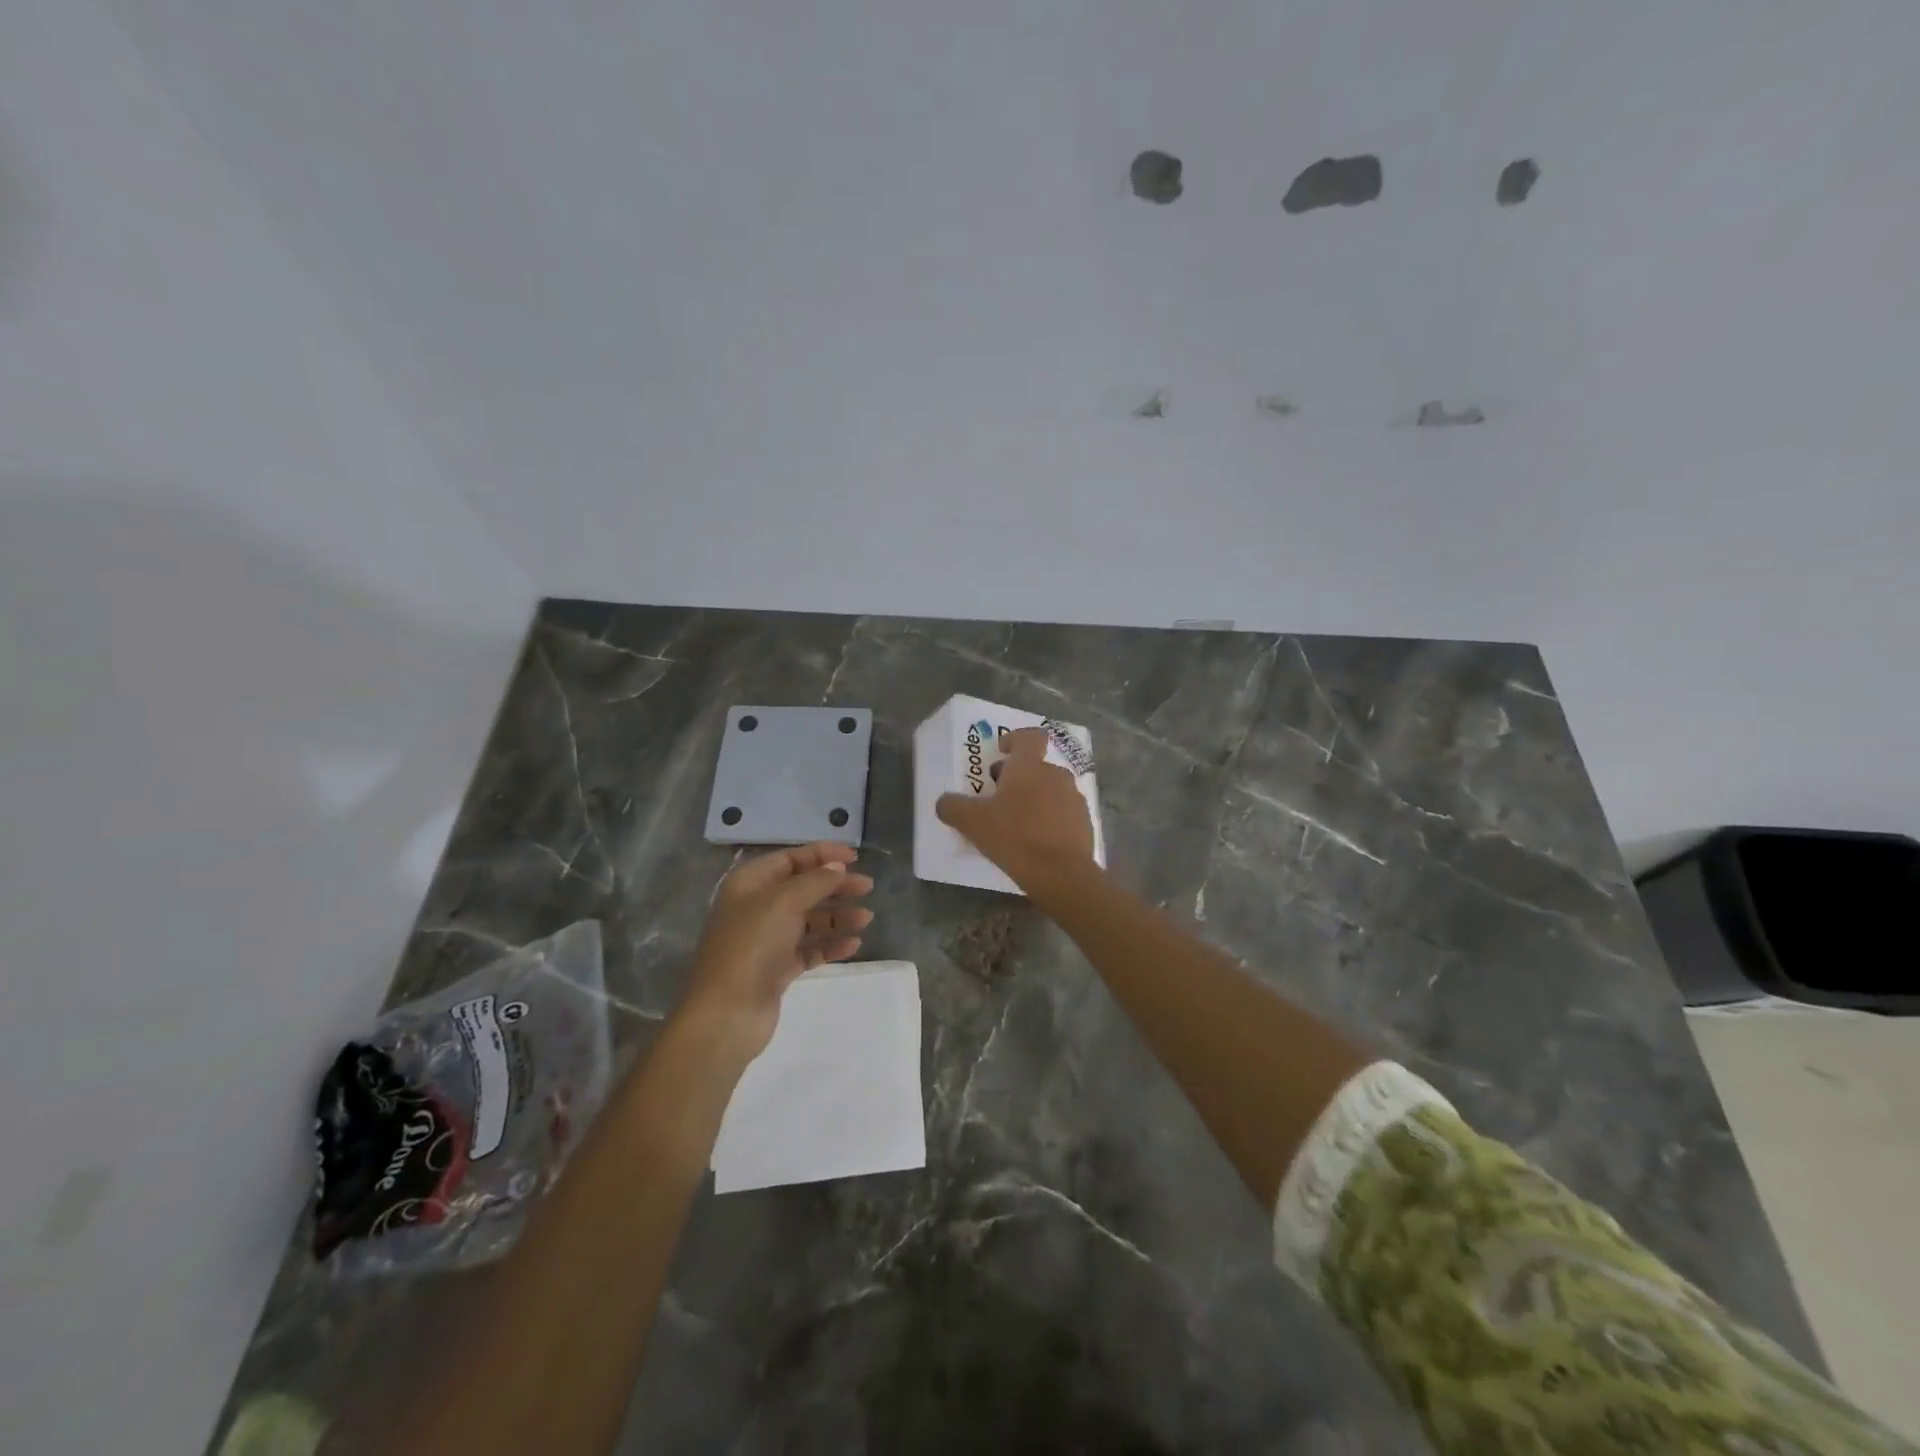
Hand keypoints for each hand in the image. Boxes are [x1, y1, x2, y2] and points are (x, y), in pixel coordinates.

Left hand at [676, 842, 874, 1063]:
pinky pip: (809, 949)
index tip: (855, 857)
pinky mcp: (776, 969)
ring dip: (838, 917)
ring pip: (809, 920)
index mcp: (750, 883)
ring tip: (866, 919)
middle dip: (835, 886)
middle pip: (803, 888)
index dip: (822, 855)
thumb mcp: (784, 902)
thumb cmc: (751, 946)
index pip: (790, 859)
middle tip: (867, 888)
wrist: (726, 1013)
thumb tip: (837, 868)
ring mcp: (766, 940)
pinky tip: (853, 945)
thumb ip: (815, 881)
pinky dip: (830, 945)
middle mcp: (756, 907)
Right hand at [936, 727, 1094, 890]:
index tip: (1002, 751)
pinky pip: (1063, 813)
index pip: (1030, 737)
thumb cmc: (1014, 837)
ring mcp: (1074, 799)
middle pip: (1037, 766)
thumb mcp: (973, 823)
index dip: (1015, 739)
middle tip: (998, 796)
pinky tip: (1036, 840)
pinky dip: (1050, 819)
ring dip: (1035, 798)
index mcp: (1029, 767)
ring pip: (1051, 790)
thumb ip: (953, 807)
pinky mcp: (1084, 823)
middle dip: (1018, 777)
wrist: (1061, 873)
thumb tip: (944, 802)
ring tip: (1017, 822)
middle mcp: (1056, 776)